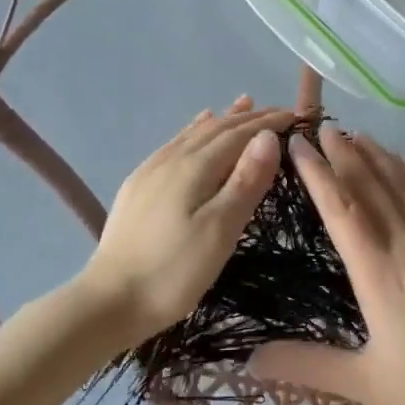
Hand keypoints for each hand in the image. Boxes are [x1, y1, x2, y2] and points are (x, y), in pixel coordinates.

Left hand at [80, 96, 293, 343]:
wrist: (109, 300)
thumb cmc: (173, 272)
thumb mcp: (220, 231)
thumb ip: (245, 181)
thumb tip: (268, 136)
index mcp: (195, 167)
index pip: (239, 134)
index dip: (268, 123)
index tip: (296, 117)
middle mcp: (172, 158)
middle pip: (217, 128)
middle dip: (249, 118)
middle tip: (278, 111)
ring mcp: (151, 170)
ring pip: (194, 133)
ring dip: (223, 118)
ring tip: (243, 104)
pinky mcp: (138, 185)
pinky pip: (175, 143)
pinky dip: (195, 130)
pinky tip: (195, 130)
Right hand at [248, 127, 404, 404]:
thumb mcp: (368, 385)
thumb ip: (308, 367)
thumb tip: (251, 361)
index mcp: (379, 274)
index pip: (342, 209)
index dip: (318, 174)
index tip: (297, 145)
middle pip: (371, 186)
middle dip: (344, 153)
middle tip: (320, 126)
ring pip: (400, 185)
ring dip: (375, 155)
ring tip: (355, 133)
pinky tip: (400, 167)